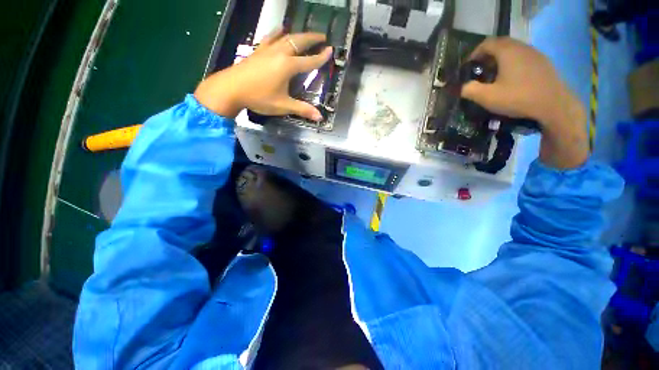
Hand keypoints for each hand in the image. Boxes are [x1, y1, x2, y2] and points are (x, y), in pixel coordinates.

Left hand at [194, 31, 332, 119]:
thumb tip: (319, 117)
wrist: (231, 89)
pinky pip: (270, 37)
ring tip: (305, 34)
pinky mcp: (258, 51)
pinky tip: (280, 29)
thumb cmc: (259, 97)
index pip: (309, 61)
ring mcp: (267, 50)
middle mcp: (279, 53)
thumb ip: (302, 109)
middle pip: (299, 42)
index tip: (331, 50)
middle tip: (322, 36)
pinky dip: (278, 32)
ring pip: (286, 37)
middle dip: (312, 38)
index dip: (321, 57)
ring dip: (298, 34)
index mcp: (288, 66)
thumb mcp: (283, 105)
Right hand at [462, 37, 588, 168]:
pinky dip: (512, 63)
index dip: (474, 53)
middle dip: (486, 55)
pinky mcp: (543, 62)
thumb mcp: (487, 97)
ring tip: (494, 75)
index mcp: (507, 51)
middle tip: (479, 70)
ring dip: (500, 59)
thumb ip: (470, 90)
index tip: (467, 67)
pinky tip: (510, 78)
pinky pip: (523, 57)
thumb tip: (461, 87)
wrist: (554, 105)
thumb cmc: (518, 98)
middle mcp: (521, 47)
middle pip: (500, 44)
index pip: (486, 43)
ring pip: (512, 50)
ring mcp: (535, 53)